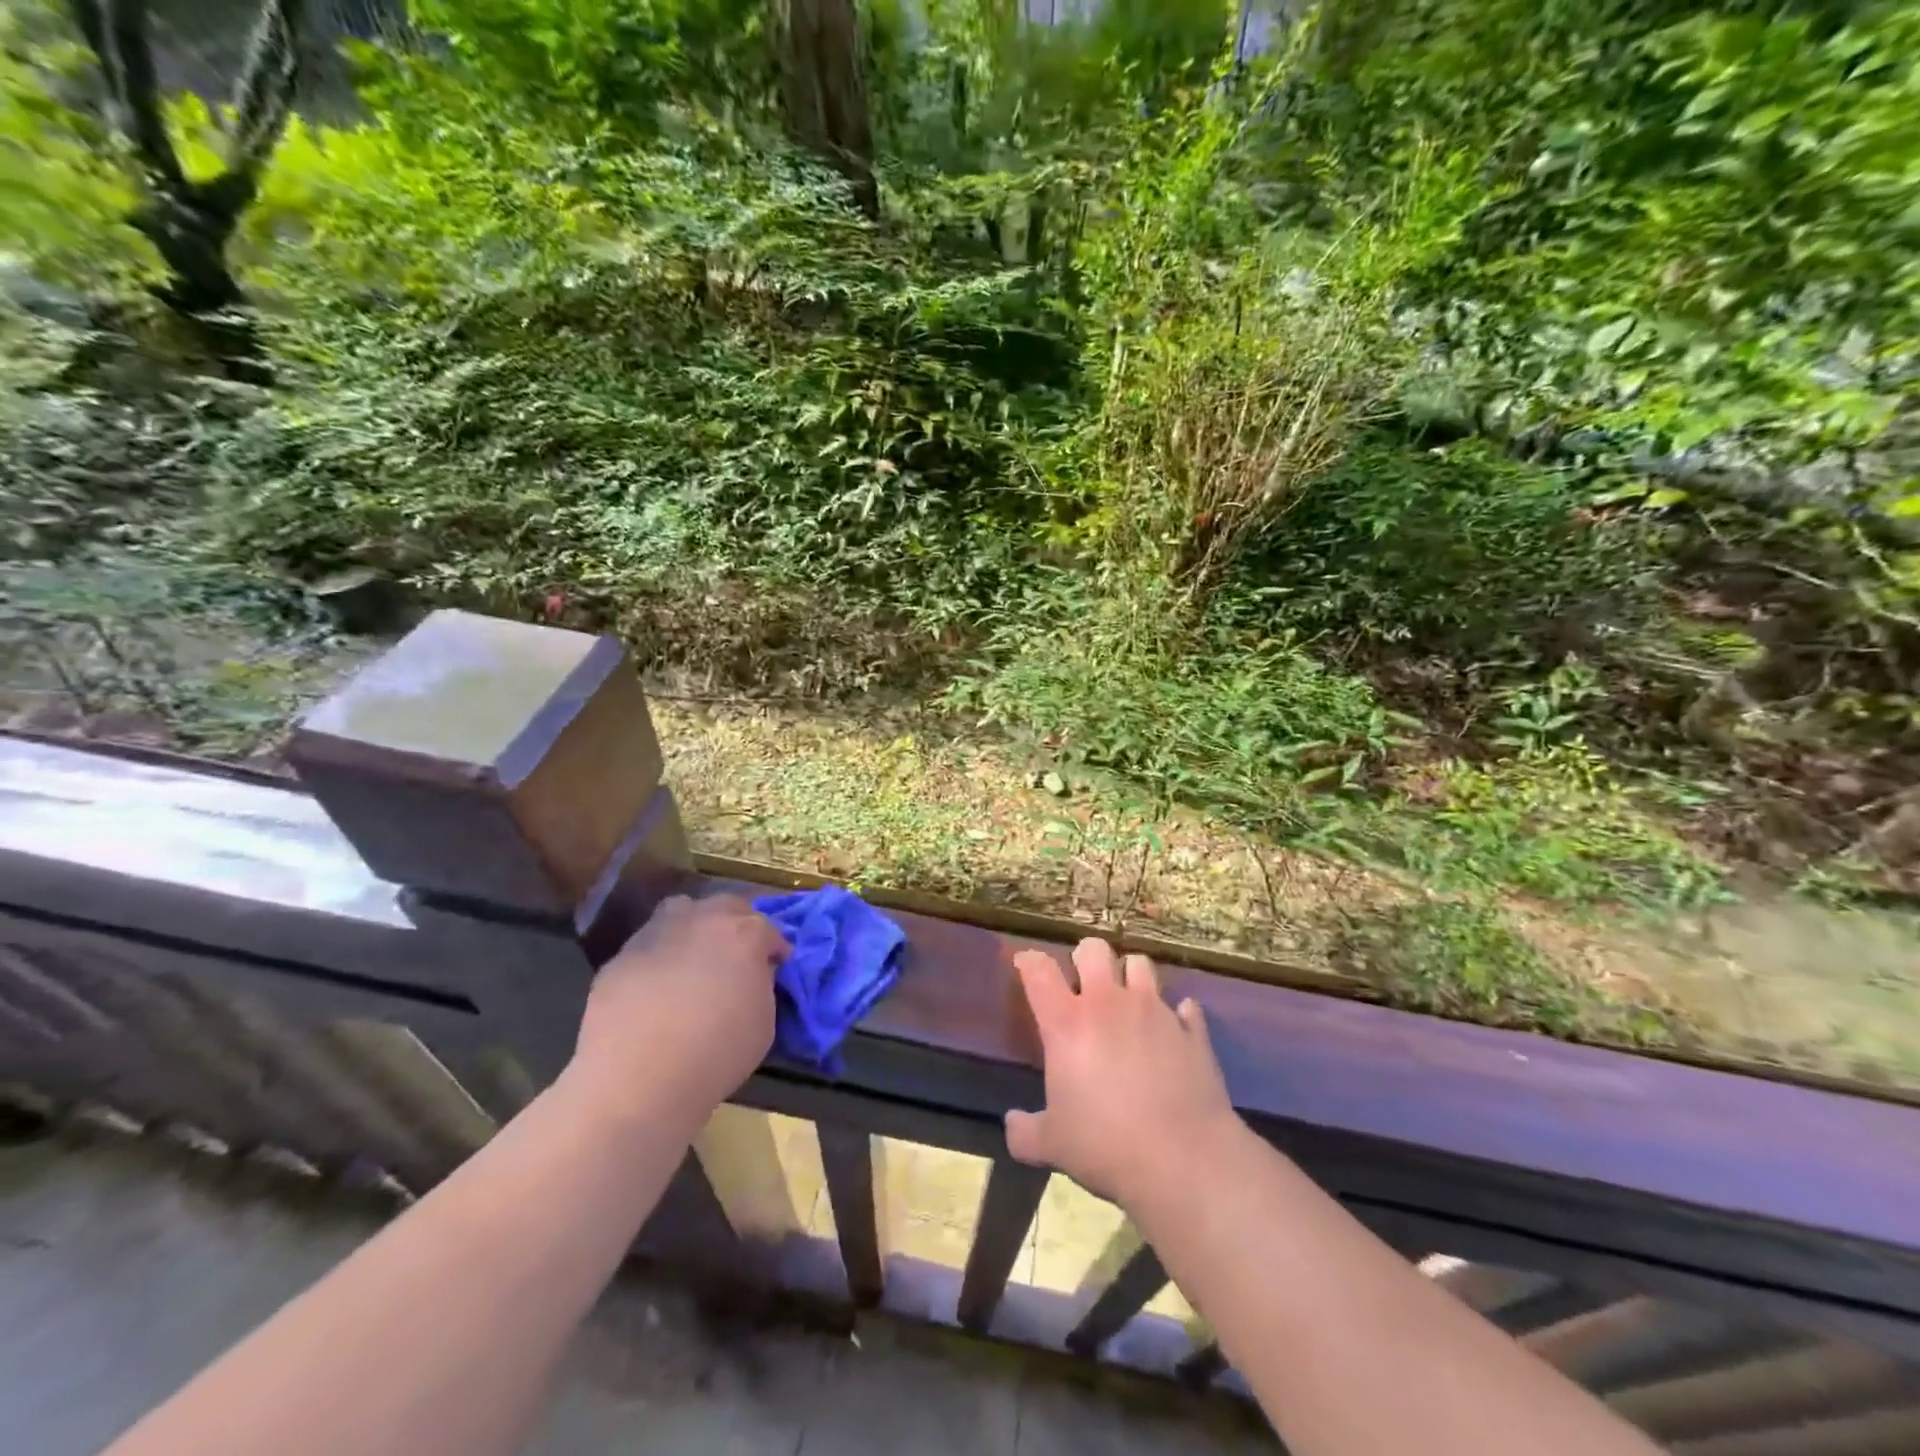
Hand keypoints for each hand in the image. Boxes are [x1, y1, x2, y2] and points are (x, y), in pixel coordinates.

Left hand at [569, 894, 788, 1127]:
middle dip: (736, 925)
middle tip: (736, 957)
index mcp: (745, 934)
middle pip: (727, 906)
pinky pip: (650, 945)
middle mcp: (703, 919)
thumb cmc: (716, 1053)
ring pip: (682, 911)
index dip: (774, 950)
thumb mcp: (764, 1024)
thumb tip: (752, 976)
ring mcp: (658, 932)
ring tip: (693, 959)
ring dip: (694, 926)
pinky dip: (659, 957)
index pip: (769, 930)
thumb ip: (762, 987)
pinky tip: (656, 987)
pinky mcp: (622, 954)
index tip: (774, 968)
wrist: (637, 1077)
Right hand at [1005, 938, 1239, 1211]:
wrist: (1183, 1160)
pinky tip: (1173, 1032)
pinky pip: (1186, 1006)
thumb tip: (1012, 1124)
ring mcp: (1155, 1012)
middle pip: (1095, 949)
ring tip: (1128, 998)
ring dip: (1131, 975)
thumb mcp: (1052, 1145)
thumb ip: (1025, 1131)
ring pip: (1141, 964)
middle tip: (1083, 982)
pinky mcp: (1192, 1031)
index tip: (1024, 964)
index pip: (1039, 970)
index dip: (1028, 961)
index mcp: (1067, 1023)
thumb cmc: (1106, 1145)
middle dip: (1086, 957)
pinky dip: (1178, 1014)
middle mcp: (1109, 1003)